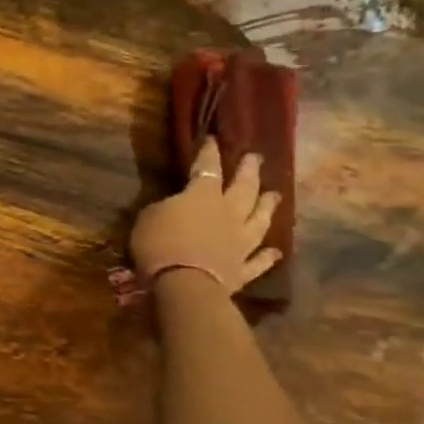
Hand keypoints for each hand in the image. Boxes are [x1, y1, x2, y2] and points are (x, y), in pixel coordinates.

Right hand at [130, 137, 281, 293]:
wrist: (184, 285)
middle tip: (256, 158)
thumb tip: (173, 205)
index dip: (210, 152)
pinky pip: (258, 261)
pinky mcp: (242, 270)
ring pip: (259, 220)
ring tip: (275, 195)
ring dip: (267, 206)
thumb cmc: (160, 244)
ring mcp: (240, 242)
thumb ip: (164, 207)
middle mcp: (229, 214)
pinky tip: (276, 251)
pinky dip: (267, 256)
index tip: (214, 138)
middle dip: (249, 170)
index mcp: (203, 196)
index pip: (207, 167)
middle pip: (244, 188)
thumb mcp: (148, 217)